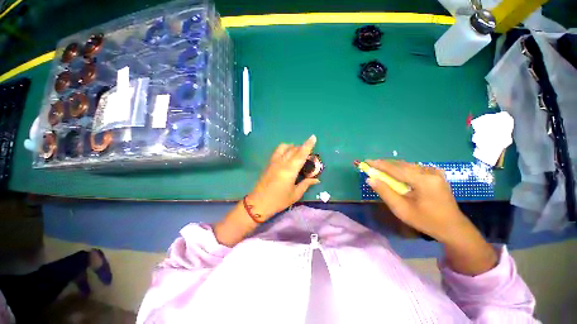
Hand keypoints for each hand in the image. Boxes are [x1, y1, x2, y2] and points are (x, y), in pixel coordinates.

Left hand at [247, 135, 319, 220]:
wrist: (258, 203)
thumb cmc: (279, 200)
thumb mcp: (295, 194)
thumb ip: (306, 184)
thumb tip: (316, 179)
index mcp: (290, 170)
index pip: (301, 154)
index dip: (308, 145)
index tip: (313, 137)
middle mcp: (282, 162)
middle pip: (293, 149)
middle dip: (302, 147)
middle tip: (308, 153)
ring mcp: (274, 162)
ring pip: (284, 147)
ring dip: (292, 147)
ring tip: (297, 153)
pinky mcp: (269, 163)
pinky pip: (277, 151)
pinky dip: (284, 149)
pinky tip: (287, 156)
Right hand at [365, 160, 472, 243]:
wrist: (453, 227)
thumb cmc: (426, 221)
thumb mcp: (402, 209)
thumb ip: (385, 192)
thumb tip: (370, 179)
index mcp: (423, 180)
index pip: (395, 169)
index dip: (379, 164)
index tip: (366, 161)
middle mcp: (430, 172)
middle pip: (402, 165)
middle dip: (385, 164)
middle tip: (371, 166)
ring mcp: (435, 172)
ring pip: (408, 165)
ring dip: (392, 167)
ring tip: (380, 169)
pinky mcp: (436, 174)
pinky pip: (414, 168)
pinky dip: (402, 169)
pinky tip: (395, 173)